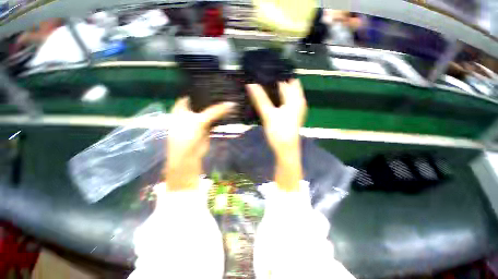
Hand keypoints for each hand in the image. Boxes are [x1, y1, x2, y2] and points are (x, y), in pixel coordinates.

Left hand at [165, 97, 234, 190]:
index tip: (215, 83)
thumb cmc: (186, 135)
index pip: (193, 93)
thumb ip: (215, 111)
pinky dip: (221, 116)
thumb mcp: (200, 120)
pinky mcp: (207, 127)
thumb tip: (232, 104)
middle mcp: (191, 112)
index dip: (202, 88)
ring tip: (230, 98)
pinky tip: (229, 111)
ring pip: (210, 111)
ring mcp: (200, 119)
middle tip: (226, 91)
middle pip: (203, 102)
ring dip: (218, 107)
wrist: (189, 155)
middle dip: (213, 98)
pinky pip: (215, 119)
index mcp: (183, 107)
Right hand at [246, 79, 306, 190]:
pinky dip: (278, 96)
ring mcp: (295, 108)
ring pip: (287, 92)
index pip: (286, 79)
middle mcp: (298, 101)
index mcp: (295, 98)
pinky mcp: (291, 114)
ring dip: (276, 87)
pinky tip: (268, 96)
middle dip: (276, 79)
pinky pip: (285, 100)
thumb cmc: (279, 133)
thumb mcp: (269, 114)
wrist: (286, 150)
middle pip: (288, 84)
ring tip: (262, 83)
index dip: (275, 73)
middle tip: (261, 75)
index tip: (263, 69)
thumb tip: (250, 84)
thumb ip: (260, 99)